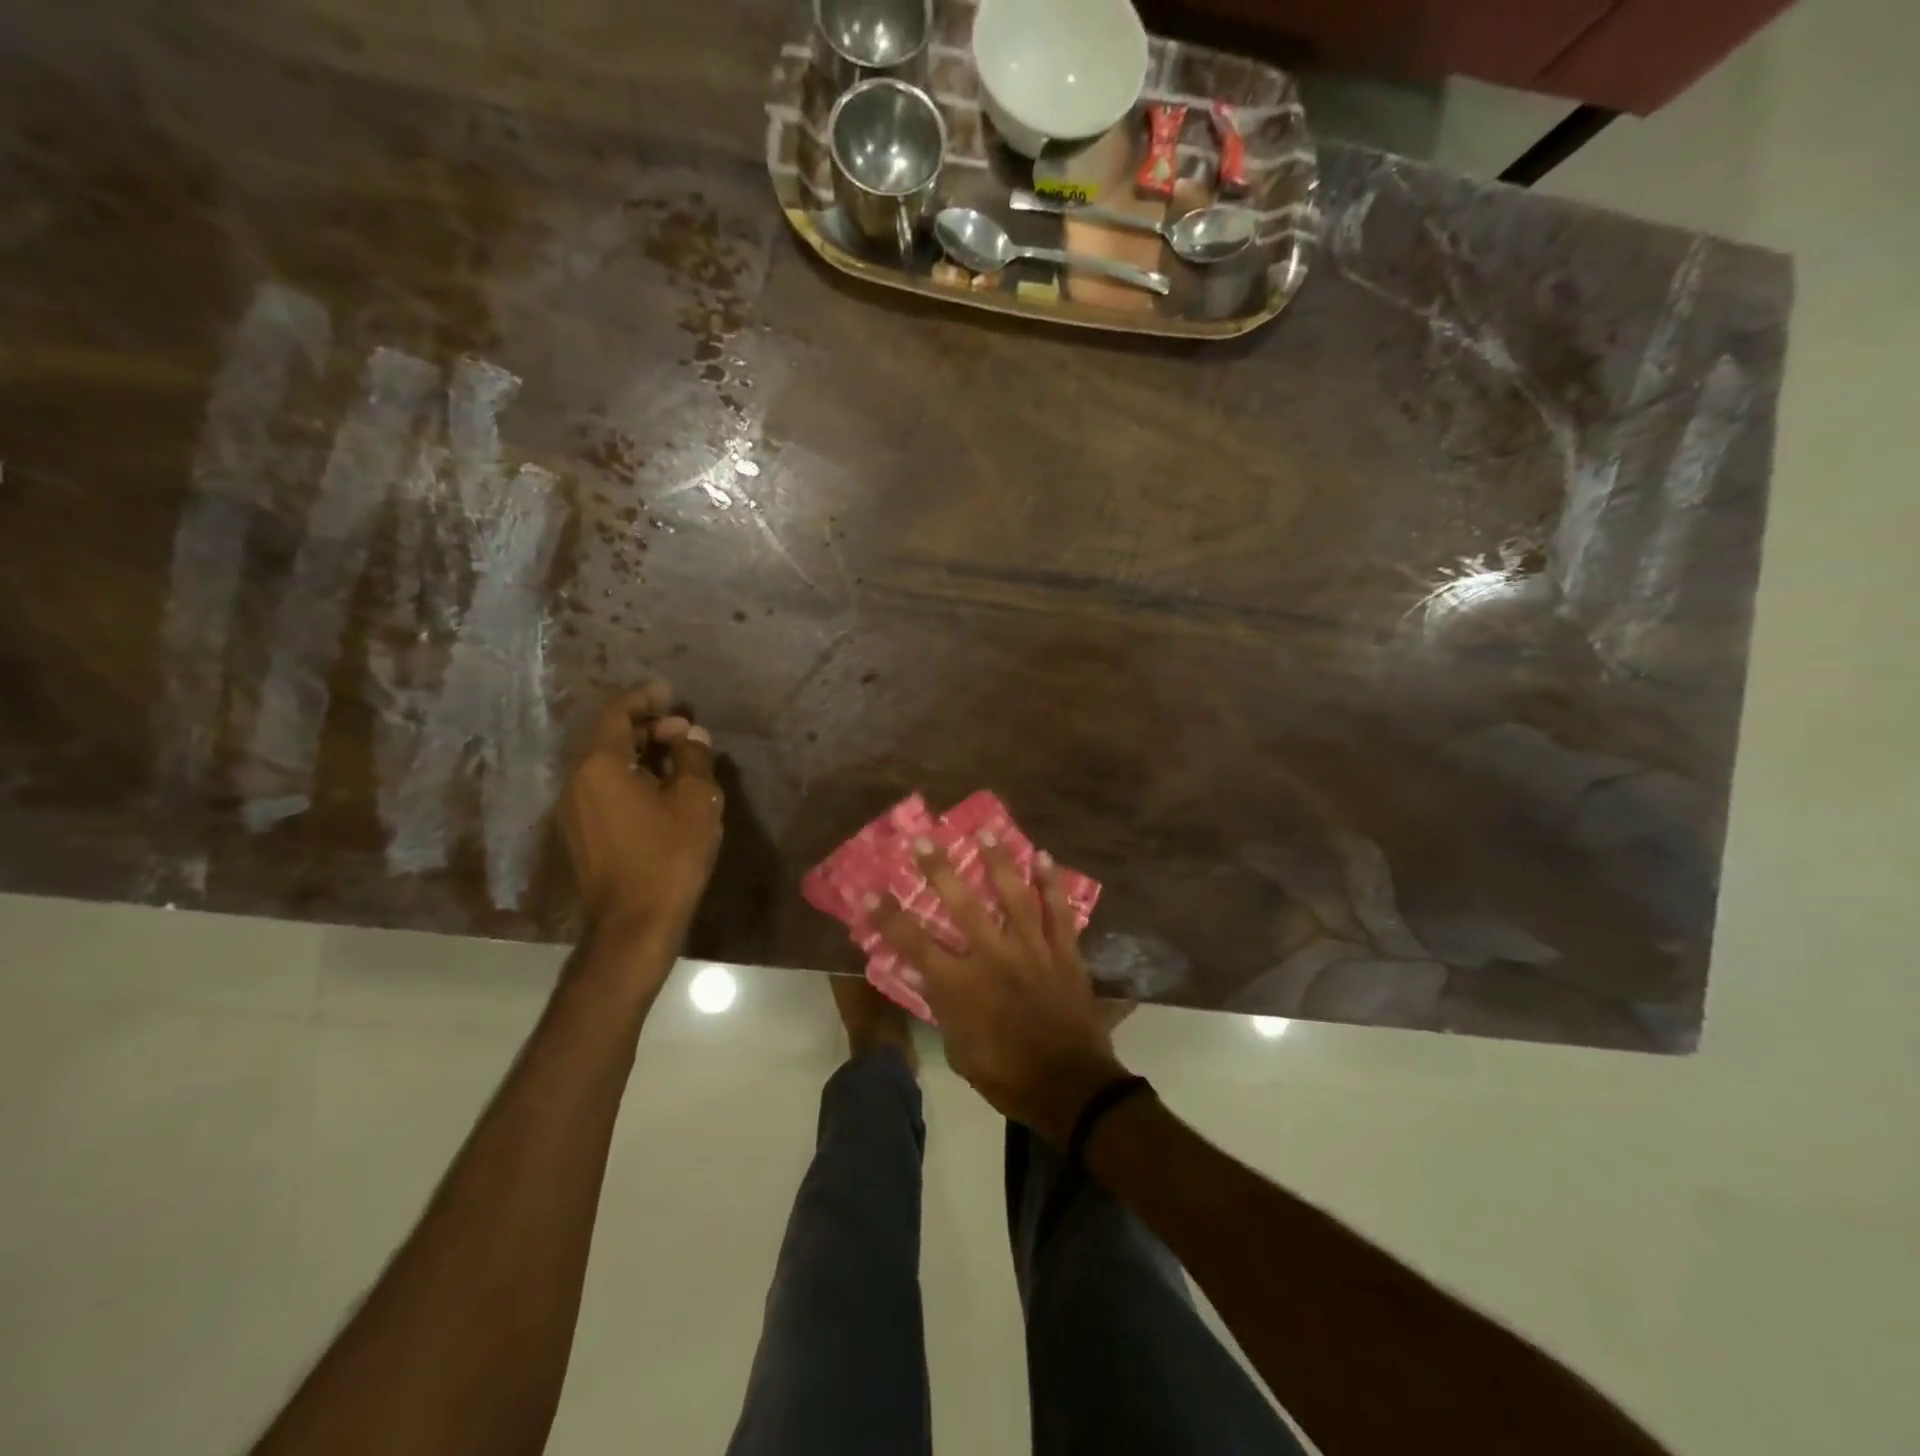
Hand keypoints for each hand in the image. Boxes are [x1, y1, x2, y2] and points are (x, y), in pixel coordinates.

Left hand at [559, 683, 722, 943]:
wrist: (634, 923)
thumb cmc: (668, 855)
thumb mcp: (695, 800)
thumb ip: (693, 759)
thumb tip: (691, 736)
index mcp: (599, 765)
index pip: (615, 713)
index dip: (643, 697)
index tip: (670, 692)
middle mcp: (576, 781)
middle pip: (607, 737)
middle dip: (646, 727)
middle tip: (684, 731)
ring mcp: (573, 810)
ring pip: (604, 764)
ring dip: (638, 753)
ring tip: (678, 758)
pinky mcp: (580, 833)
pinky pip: (602, 788)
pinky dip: (629, 776)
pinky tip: (660, 789)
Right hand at [873, 839, 1126, 1145]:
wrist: (1069, 1088)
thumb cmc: (1006, 1075)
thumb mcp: (958, 1049)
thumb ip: (944, 1006)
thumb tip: (931, 976)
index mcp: (961, 984)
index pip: (914, 942)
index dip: (888, 916)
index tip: (869, 891)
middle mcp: (993, 956)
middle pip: (961, 904)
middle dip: (939, 869)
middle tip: (923, 839)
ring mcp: (1032, 949)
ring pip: (1013, 895)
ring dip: (998, 860)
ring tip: (987, 830)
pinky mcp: (1064, 952)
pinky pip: (1059, 911)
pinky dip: (1052, 883)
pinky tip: (1044, 857)